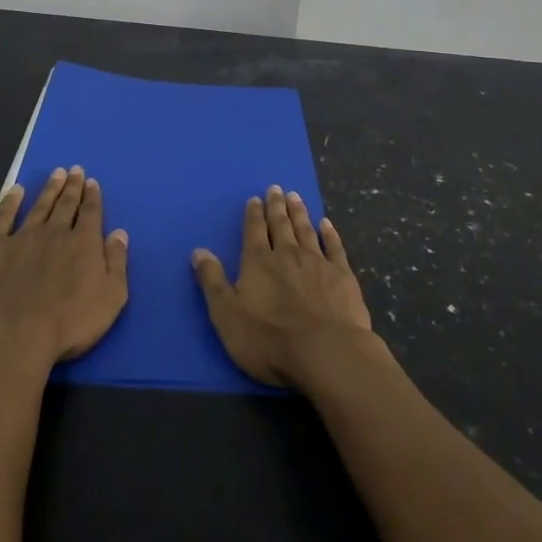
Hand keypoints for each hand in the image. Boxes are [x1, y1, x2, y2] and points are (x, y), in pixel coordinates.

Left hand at [0, 166, 128, 373]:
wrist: (13, 336)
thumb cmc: (69, 323)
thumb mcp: (111, 298)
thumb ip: (117, 262)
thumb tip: (120, 233)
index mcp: (84, 243)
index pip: (91, 213)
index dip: (92, 197)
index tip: (92, 182)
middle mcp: (55, 232)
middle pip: (66, 204)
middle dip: (72, 187)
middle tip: (75, 170)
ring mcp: (23, 237)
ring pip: (40, 206)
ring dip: (49, 189)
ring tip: (56, 173)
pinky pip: (3, 217)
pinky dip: (10, 202)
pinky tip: (15, 191)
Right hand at [192, 185, 375, 388]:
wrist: (326, 352)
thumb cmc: (269, 340)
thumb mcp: (227, 315)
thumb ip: (213, 282)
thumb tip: (198, 251)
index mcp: (258, 262)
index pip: (254, 231)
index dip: (253, 214)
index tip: (255, 199)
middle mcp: (287, 254)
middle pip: (281, 224)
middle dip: (276, 206)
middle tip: (276, 188)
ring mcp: (317, 263)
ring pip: (306, 230)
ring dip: (299, 212)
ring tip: (295, 196)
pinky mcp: (342, 276)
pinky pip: (334, 247)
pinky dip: (330, 234)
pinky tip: (327, 224)